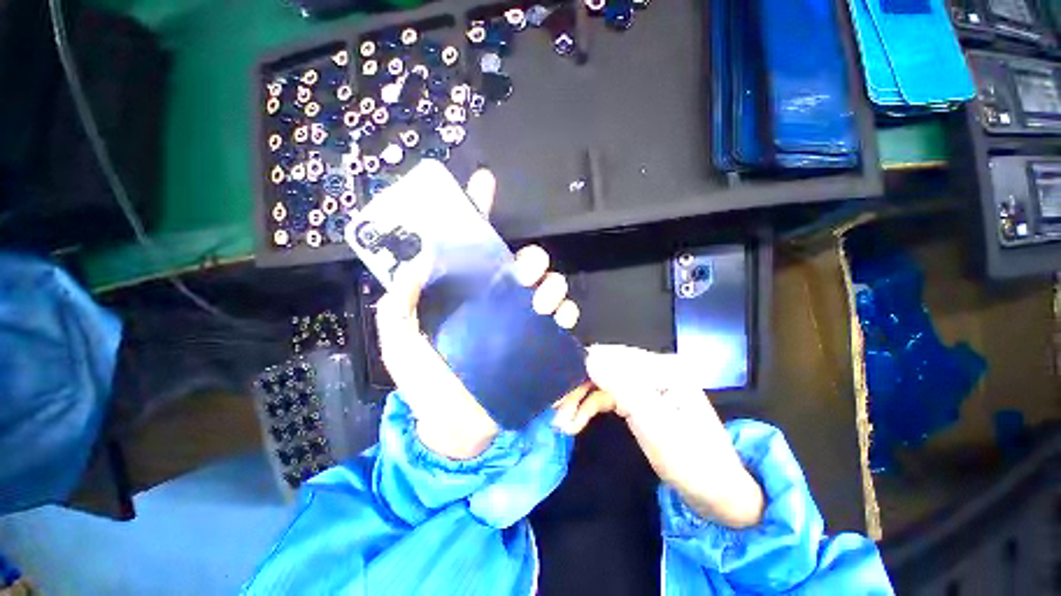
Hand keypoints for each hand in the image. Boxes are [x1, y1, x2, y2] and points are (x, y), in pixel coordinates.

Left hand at [374, 169, 582, 459]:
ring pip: (547, 287)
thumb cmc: (426, 385)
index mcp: (464, 293)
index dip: (478, 211)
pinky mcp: (538, 343)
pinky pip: (561, 319)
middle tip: (525, 270)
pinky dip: (565, 312)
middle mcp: (495, 300)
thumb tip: (415, 263)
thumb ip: (398, 304)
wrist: (454, 428)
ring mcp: (520, 321)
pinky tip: (558, 318)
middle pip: (521, 264)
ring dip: (551, 284)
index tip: (484, 182)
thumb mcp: (400, 342)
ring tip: (542, 298)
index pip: (472, 245)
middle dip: (530, 259)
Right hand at [553, 345, 764, 528]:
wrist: (718, 495)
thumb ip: (623, 387)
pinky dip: (589, 406)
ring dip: (580, 399)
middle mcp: (653, 367)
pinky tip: (575, 421)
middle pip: (604, 366)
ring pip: (602, 381)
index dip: (582, 370)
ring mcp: (646, 382)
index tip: (559, 392)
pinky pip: (607, 395)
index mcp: (663, 367)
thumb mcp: (656, 426)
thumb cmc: (692, 462)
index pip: (612, 356)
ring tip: (562, 422)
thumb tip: (589, 357)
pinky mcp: (639, 397)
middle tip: (557, 411)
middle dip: (578, 387)